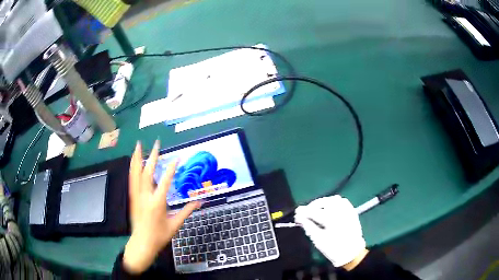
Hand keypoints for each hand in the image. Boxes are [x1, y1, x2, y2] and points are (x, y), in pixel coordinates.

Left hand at [123, 140, 201, 273]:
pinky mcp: (132, 198)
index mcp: (157, 203)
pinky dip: (132, 168)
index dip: (171, 169)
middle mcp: (145, 196)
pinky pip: (131, 180)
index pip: (165, 181)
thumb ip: (187, 211)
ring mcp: (136, 196)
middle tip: (156, 144)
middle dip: (152, 157)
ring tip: (138, 146)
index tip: (177, 158)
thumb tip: (200, 202)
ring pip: (135, 173)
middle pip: (147, 172)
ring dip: (137, 158)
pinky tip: (133, 162)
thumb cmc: (159, 236)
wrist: (142, 243)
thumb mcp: (175, 224)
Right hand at [295, 195, 366, 268]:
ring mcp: (348, 210)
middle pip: (323, 202)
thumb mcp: (318, 240)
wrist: (352, 253)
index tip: (296, 214)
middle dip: (312, 206)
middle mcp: (340, 211)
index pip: (313, 211)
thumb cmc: (333, 249)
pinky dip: (334, 202)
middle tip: (306, 213)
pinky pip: (342, 201)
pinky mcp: (352, 211)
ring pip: (333, 199)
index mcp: (331, 219)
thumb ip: (308, 226)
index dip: (303, 212)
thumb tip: (299, 217)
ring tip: (317, 210)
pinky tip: (329, 208)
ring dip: (323, 203)